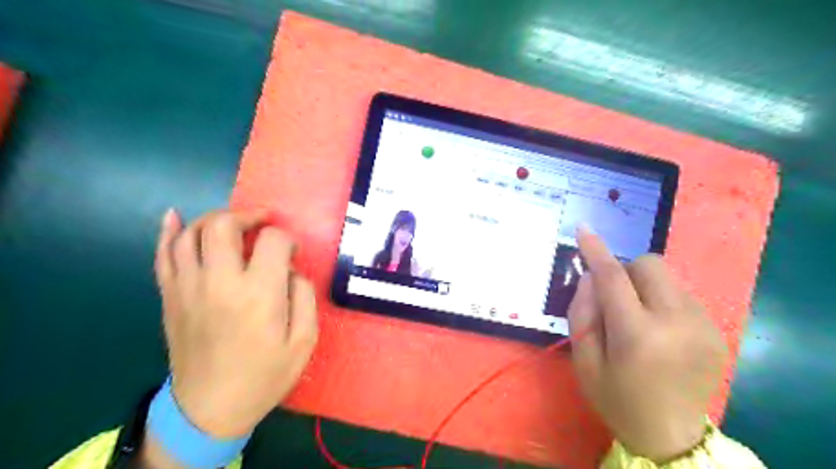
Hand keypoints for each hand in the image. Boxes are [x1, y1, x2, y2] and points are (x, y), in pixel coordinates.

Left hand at [152, 209, 317, 436]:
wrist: (209, 408)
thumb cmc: (264, 374)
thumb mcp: (304, 341)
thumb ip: (304, 296)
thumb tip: (291, 270)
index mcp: (258, 294)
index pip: (273, 241)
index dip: (287, 239)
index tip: (292, 252)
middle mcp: (219, 283)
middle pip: (223, 225)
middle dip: (247, 216)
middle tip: (263, 224)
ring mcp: (188, 288)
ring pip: (190, 234)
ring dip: (215, 219)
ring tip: (234, 225)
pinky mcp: (170, 297)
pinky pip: (162, 255)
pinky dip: (168, 232)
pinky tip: (174, 216)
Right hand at [569, 225, 724, 461]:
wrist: (670, 436)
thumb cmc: (616, 398)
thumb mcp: (583, 359)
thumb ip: (582, 312)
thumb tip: (591, 275)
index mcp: (638, 335)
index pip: (613, 278)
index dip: (596, 251)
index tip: (583, 229)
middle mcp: (677, 323)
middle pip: (650, 265)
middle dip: (626, 271)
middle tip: (615, 299)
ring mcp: (703, 326)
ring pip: (668, 276)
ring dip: (645, 286)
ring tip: (638, 317)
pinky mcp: (716, 331)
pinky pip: (681, 294)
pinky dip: (662, 300)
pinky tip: (659, 330)